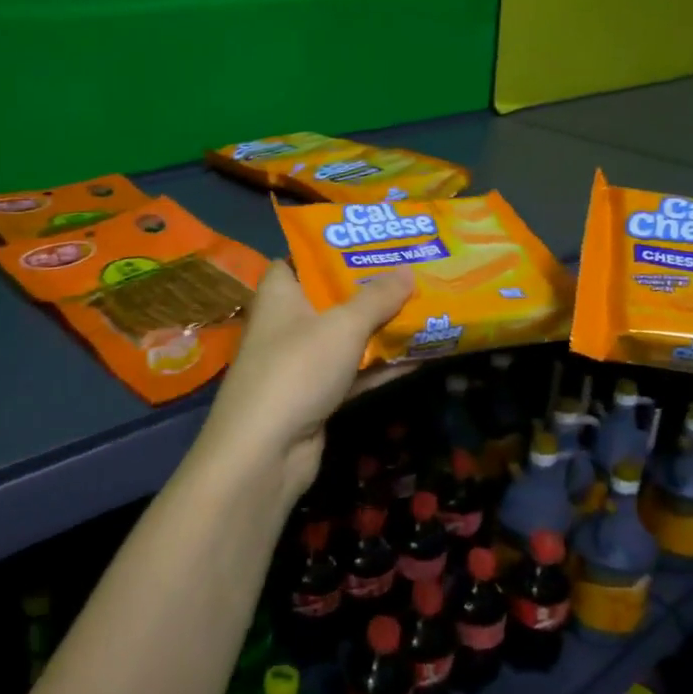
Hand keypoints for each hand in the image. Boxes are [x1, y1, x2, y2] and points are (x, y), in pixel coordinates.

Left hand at [194, 262, 414, 495]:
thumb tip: (407, 270)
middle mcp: (286, 323)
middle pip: (330, 298)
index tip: (369, 242)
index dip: (329, 249)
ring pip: (345, 338)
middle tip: (412, 271)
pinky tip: (420, 357)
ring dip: (381, 329)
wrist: (266, 451)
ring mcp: (300, 363)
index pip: (298, 259)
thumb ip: (377, 298)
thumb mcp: (343, 325)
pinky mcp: (315, 396)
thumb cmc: (298, 368)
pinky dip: (380, 366)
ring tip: (426, 309)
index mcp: (280, 293)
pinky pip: (352, 373)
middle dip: (369, 289)